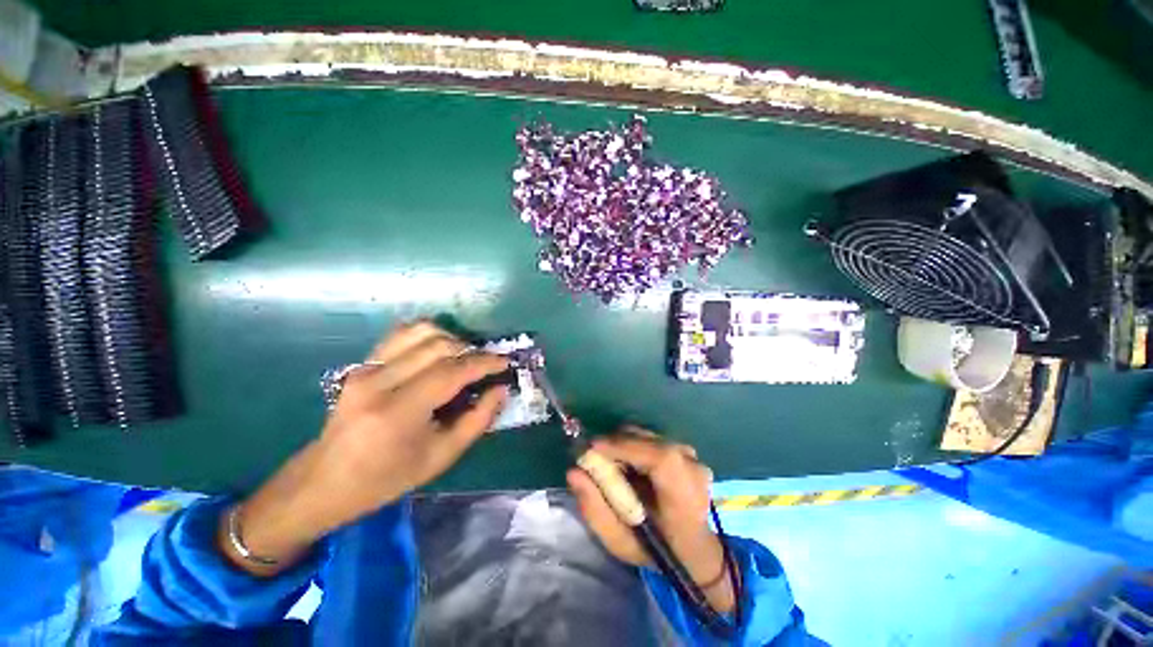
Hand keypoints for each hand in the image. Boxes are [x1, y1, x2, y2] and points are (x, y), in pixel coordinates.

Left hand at [219, 321, 509, 575]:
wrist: (324, 481)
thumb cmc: (386, 478)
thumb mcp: (440, 458)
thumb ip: (477, 420)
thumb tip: (501, 390)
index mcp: (398, 412)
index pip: (452, 371)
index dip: (484, 363)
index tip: (505, 362)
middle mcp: (379, 381)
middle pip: (439, 346)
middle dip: (472, 350)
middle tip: (487, 364)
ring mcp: (366, 368)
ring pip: (421, 332)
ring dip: (451, 339)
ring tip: (464, 356)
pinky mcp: (362, 364)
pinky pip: (401, 334)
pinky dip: (427, 334)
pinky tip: (439, 349)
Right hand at [567, 428, 735, 611]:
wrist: (695, 549)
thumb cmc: (658, 551)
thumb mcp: (620, 542)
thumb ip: (595, 509)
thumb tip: (574, 472)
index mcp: (683, 494)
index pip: (658, 457)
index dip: (623, 447)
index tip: (591, 448)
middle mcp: (692, 466)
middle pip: (646, 440)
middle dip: (615, 445)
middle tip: (595, 460)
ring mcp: (691, 455)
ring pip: (646, 436)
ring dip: (624, 445)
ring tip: (613, 465)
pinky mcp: (685, 450)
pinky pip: (652, 439)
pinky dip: (634, 446)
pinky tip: (630, 466)